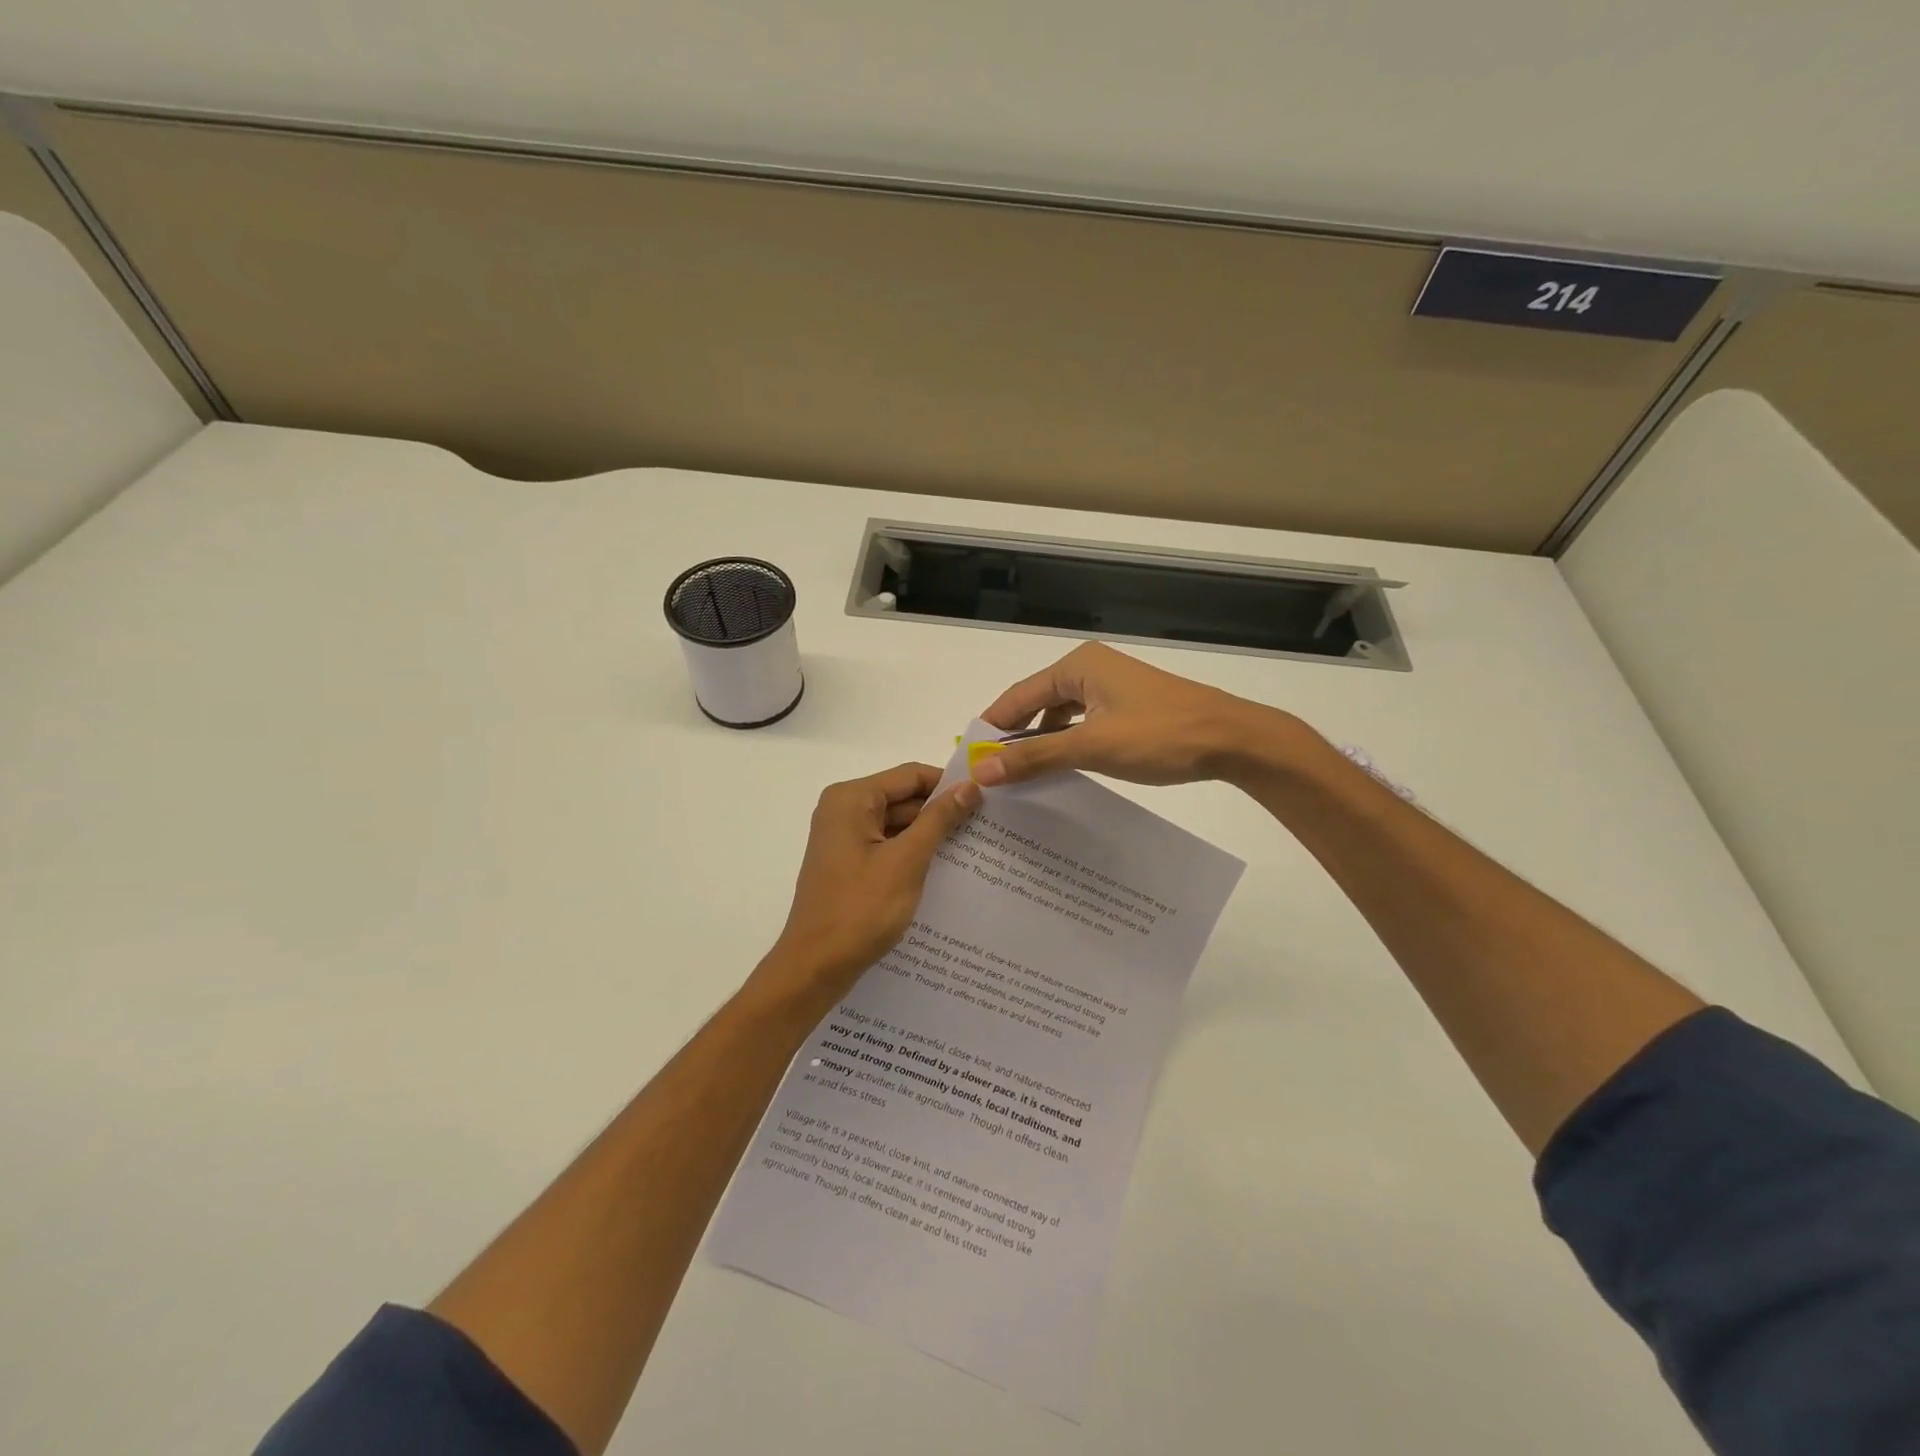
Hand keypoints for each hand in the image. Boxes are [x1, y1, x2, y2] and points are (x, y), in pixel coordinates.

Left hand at [761, 763, 980, 997]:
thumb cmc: (861, 909)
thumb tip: (969, 786)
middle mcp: (843, 810)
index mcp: (851, 799)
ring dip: (929, 834)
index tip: (986, 798)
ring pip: (897, 823)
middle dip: (941, 811)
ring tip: (974, 846)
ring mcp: (843, 838)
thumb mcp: (907, 861)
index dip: (948, 784)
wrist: (815, 966)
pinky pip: (887, 845)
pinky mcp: (848, 863)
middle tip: (986, 825)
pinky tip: (944, 868)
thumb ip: (939, 820)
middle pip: (903, 797)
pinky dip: (912, 853)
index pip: (910, 775)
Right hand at [974, 642, 1309, 786]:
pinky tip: (1061, 768)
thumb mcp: (1092, 748)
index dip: (991, 727)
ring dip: (1041, 743)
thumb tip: (982, 771)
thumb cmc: (1160, 736)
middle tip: (990, 774)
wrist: (1234, 740)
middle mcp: (1090, 668)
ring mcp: (1112, 686)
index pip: (1017, 696)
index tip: (969, 760)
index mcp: (1077, 666)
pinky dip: (1067, 743)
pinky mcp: (1128, 704)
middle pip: (1036, 703)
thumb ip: (1035, 758)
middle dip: (1014, 737)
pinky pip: (1083, 722)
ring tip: (1019, 777)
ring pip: (1060, 715)